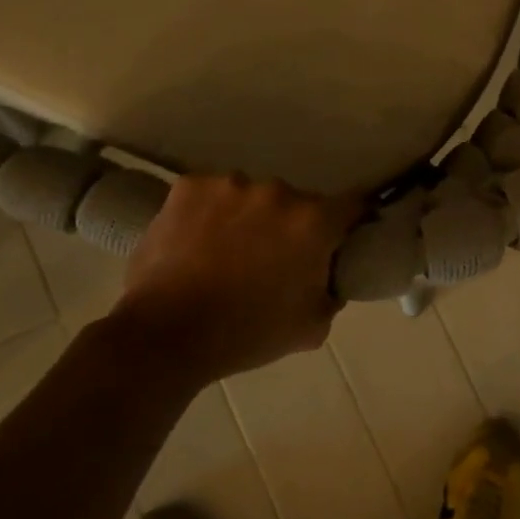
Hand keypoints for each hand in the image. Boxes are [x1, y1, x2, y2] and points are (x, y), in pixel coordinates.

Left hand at [107, 174, 357, 381]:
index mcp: (313, 222)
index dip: (353, 220)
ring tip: (226, 252)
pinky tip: (196, 242)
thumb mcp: (310, 327)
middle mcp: (277, 192)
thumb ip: (331, 294)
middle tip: (274, 257)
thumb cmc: (247, 333)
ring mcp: (230, 184)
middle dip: (292, 225)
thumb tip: (329, 278)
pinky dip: (210, 213)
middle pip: (297, 203)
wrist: (166, 334)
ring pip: (251, 197)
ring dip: (249, 217)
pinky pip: (211, 195)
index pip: (353, 205)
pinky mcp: (189, 186)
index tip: (345, 235)